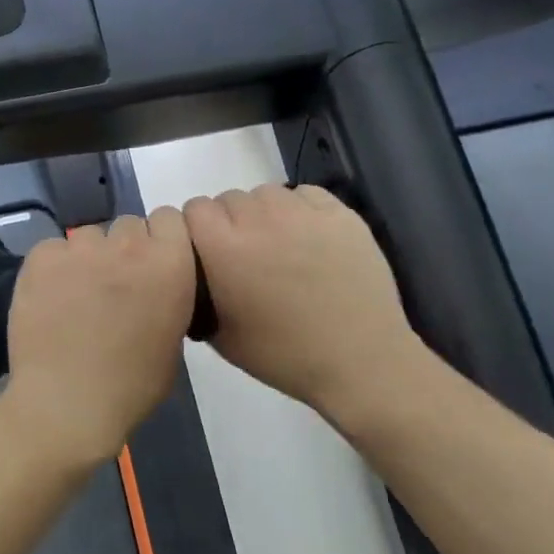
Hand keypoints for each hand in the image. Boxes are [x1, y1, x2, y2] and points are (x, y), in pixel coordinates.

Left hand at [5, 210, 197, 461]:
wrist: (67, 404)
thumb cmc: (132, 385)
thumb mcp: (172, 341)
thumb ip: (167, 298)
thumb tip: (152, 289)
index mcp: (170, 264)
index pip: (170, 218)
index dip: (160, 239)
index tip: (151, 264)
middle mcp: (128, 245)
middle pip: (128, 225)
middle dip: (124, 248)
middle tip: (113, 285)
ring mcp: (82, 248)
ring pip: (88, 235)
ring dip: (87, 257)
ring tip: (76, 294)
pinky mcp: (42, 258)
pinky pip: (52, 248)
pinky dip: (52, 266)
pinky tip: (49, 297)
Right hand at [183, 184, 425, 426]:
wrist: (359, 360)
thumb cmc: (283, 355)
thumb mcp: (219, 335)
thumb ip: (197, 293)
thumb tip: (195, 273)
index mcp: (223, 248)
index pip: (194, 209)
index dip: (199, 229)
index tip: (210, 253)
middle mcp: (258, 220)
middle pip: (229, 198)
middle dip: (231, 222)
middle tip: (247, 256)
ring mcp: (301, 213)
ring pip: (266, 193)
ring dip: (264, 213)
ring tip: (279, 245)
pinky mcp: (339, 213)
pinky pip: (305, 194)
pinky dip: (300, 209)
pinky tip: (308, 238)